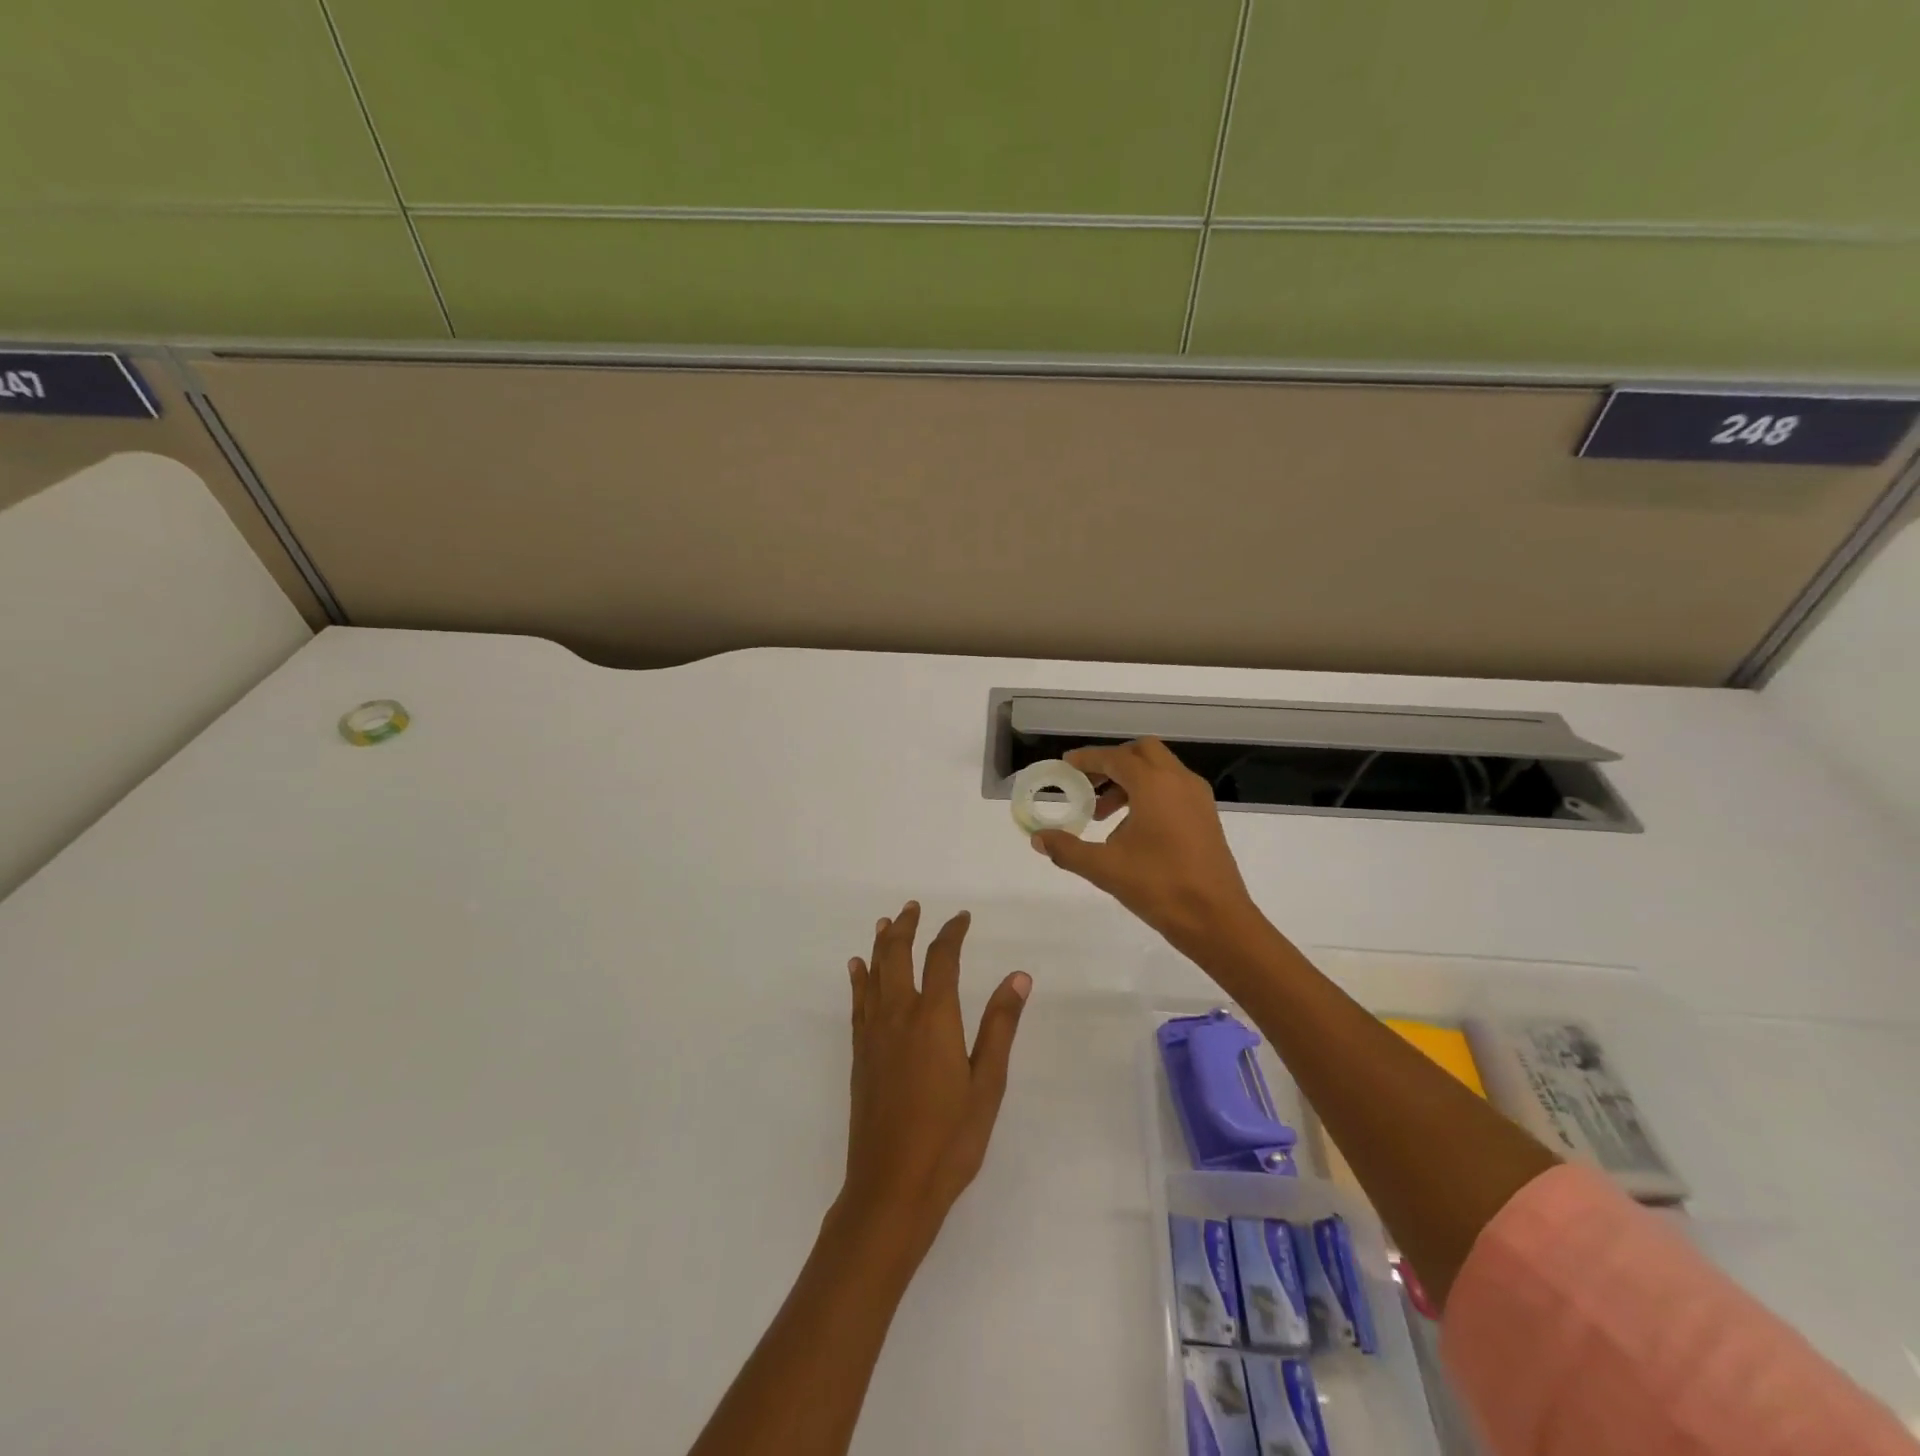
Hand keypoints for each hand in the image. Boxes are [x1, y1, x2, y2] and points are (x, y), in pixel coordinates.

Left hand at [842, 903, 1031, 1246]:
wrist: (891, 1186)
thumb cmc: (950, 1139)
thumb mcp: (987, 1084)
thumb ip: (1000, 1026)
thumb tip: (1018, 976)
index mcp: (934, 1018)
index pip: (942, 958)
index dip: (951, 932)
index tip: (962, 918)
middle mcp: (899, 1015)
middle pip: (897, 956)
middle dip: (905, 926)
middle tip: (913, 907)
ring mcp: (874, 1034)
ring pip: (874, 974)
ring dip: (881, 944)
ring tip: (885, 923)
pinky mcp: (859, 1055)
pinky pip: (858, 1002)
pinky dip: (859, 978)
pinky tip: (857, 969)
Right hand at [1028, 739, 1264, 959]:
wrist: (1217, 919)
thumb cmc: (1159, 886)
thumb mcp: (1104, 868)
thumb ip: (1067, 849)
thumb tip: (1038, 838)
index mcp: (1154, 784)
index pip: (1115, 758)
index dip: (1088, 759)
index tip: (1067, 764)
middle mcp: (1179, 781)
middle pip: (1142, 753)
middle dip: (1112, 762)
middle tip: (1087, 784)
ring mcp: (1198, 798)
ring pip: (1159, 770)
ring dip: (1130, 781)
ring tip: (1103, 815)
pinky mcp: (1206, 817)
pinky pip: (1173, 789)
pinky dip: (1149, 794)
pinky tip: (1132, 829)